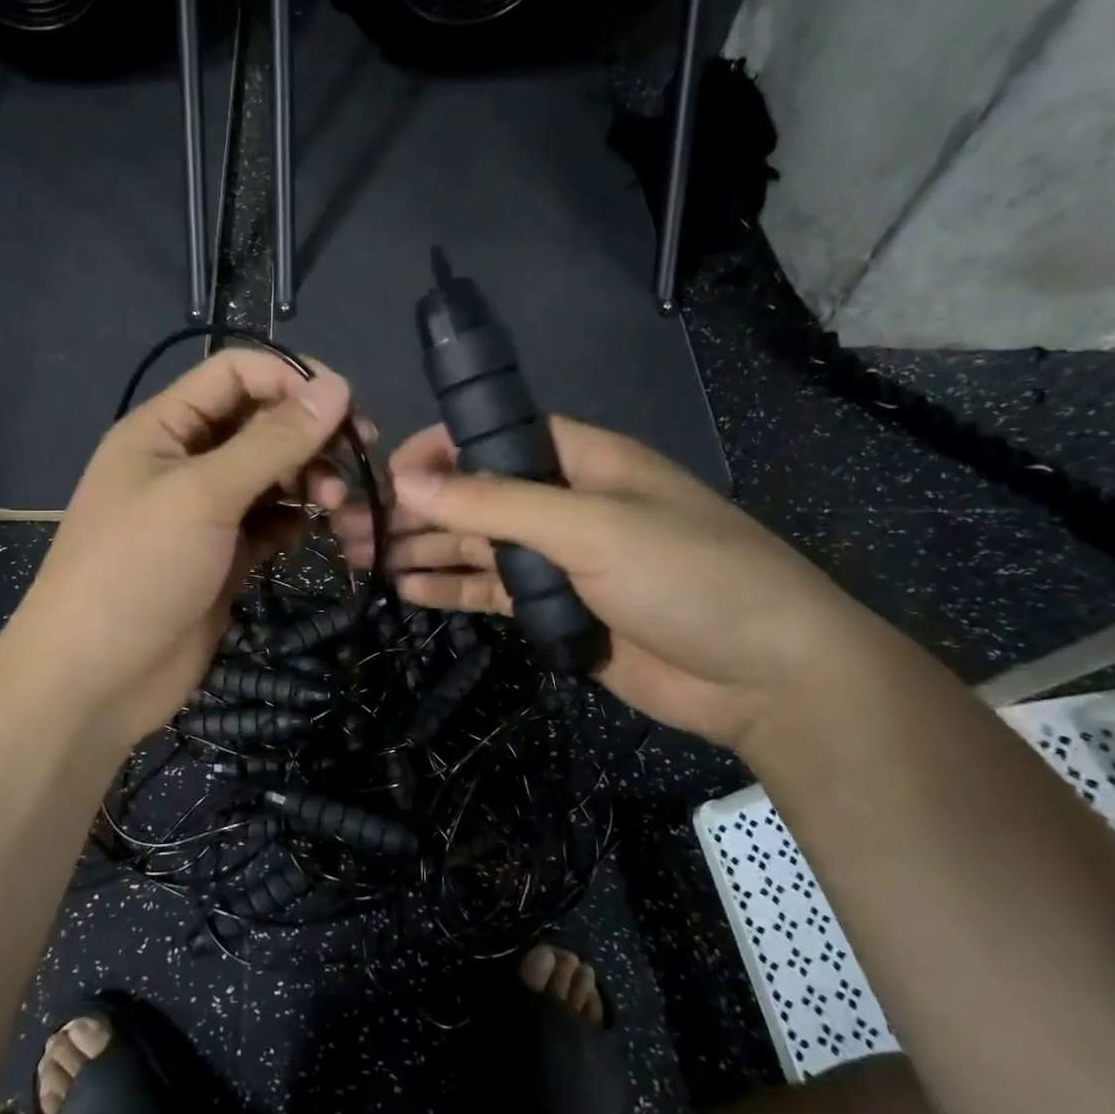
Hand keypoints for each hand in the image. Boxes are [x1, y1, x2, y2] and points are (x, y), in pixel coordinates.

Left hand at [0, 350, 353, 749]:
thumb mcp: (204, 495)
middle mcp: (186, 462)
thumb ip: (272, 441)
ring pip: (272, 477)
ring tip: (343, 504)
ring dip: (312, 482)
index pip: (236, 374)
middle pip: (261, 425)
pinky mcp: (224, 557)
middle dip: (311, 437)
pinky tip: (319, 532)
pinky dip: (298, 522)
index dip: (291, 379)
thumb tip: (337, 387)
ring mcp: (206, 513)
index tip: (346, 406)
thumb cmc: (139, 569)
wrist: (95, 679)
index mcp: (165, 428)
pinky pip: (270, 523)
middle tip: (360, 459)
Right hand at [321, 417, 886, 748]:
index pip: (493, 437)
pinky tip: (404, 591)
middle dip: (413, 508)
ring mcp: (556, 558)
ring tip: (360, 559)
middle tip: (349, 527)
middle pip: (472, 495)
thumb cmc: (688, 576)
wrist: (764, 676)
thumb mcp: (591, 526)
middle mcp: (562, 502)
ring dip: (420, 549)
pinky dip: (449, 590)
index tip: (386, 472)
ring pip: (473, 546)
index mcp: (580, 460)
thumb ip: (497, 502)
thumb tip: (410, 477)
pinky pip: (489, 591)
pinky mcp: (552, 608)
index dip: (437, 449)